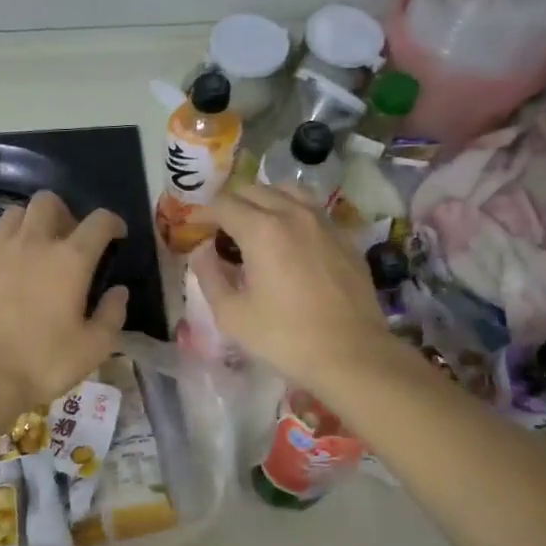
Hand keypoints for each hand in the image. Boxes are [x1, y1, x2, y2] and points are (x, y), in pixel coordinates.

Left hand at [0, 191, 128, 413]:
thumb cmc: (42, 362)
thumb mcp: (93, 348)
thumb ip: (112, 315)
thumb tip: (119, 292)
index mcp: (70, 259)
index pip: (98, 221)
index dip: (112, 222)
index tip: (116, 235)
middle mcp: (33, 244)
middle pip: (47, 202)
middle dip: (64, 213)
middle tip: (68, 239)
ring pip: (14, 215)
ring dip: (29, 224)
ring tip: (34, 251)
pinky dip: (2, 253)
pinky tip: (4, 278)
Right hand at [188, 184, 389, 386]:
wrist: (352, 354)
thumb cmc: (285, 337)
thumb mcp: (232, 314)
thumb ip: (209, 276)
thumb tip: (202, 251)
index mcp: (261, 230)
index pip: (224, 204)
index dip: (204, 213)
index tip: (194, 228)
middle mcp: (293, 214)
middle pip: (254, 190)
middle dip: (231, 204)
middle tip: (220, 229)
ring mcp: (324, 222)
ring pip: (288, 191)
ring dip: (264, 201)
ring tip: (255, 225)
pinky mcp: (345, 237)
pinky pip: (313, 210)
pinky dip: (293, 213)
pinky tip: (290, 239)